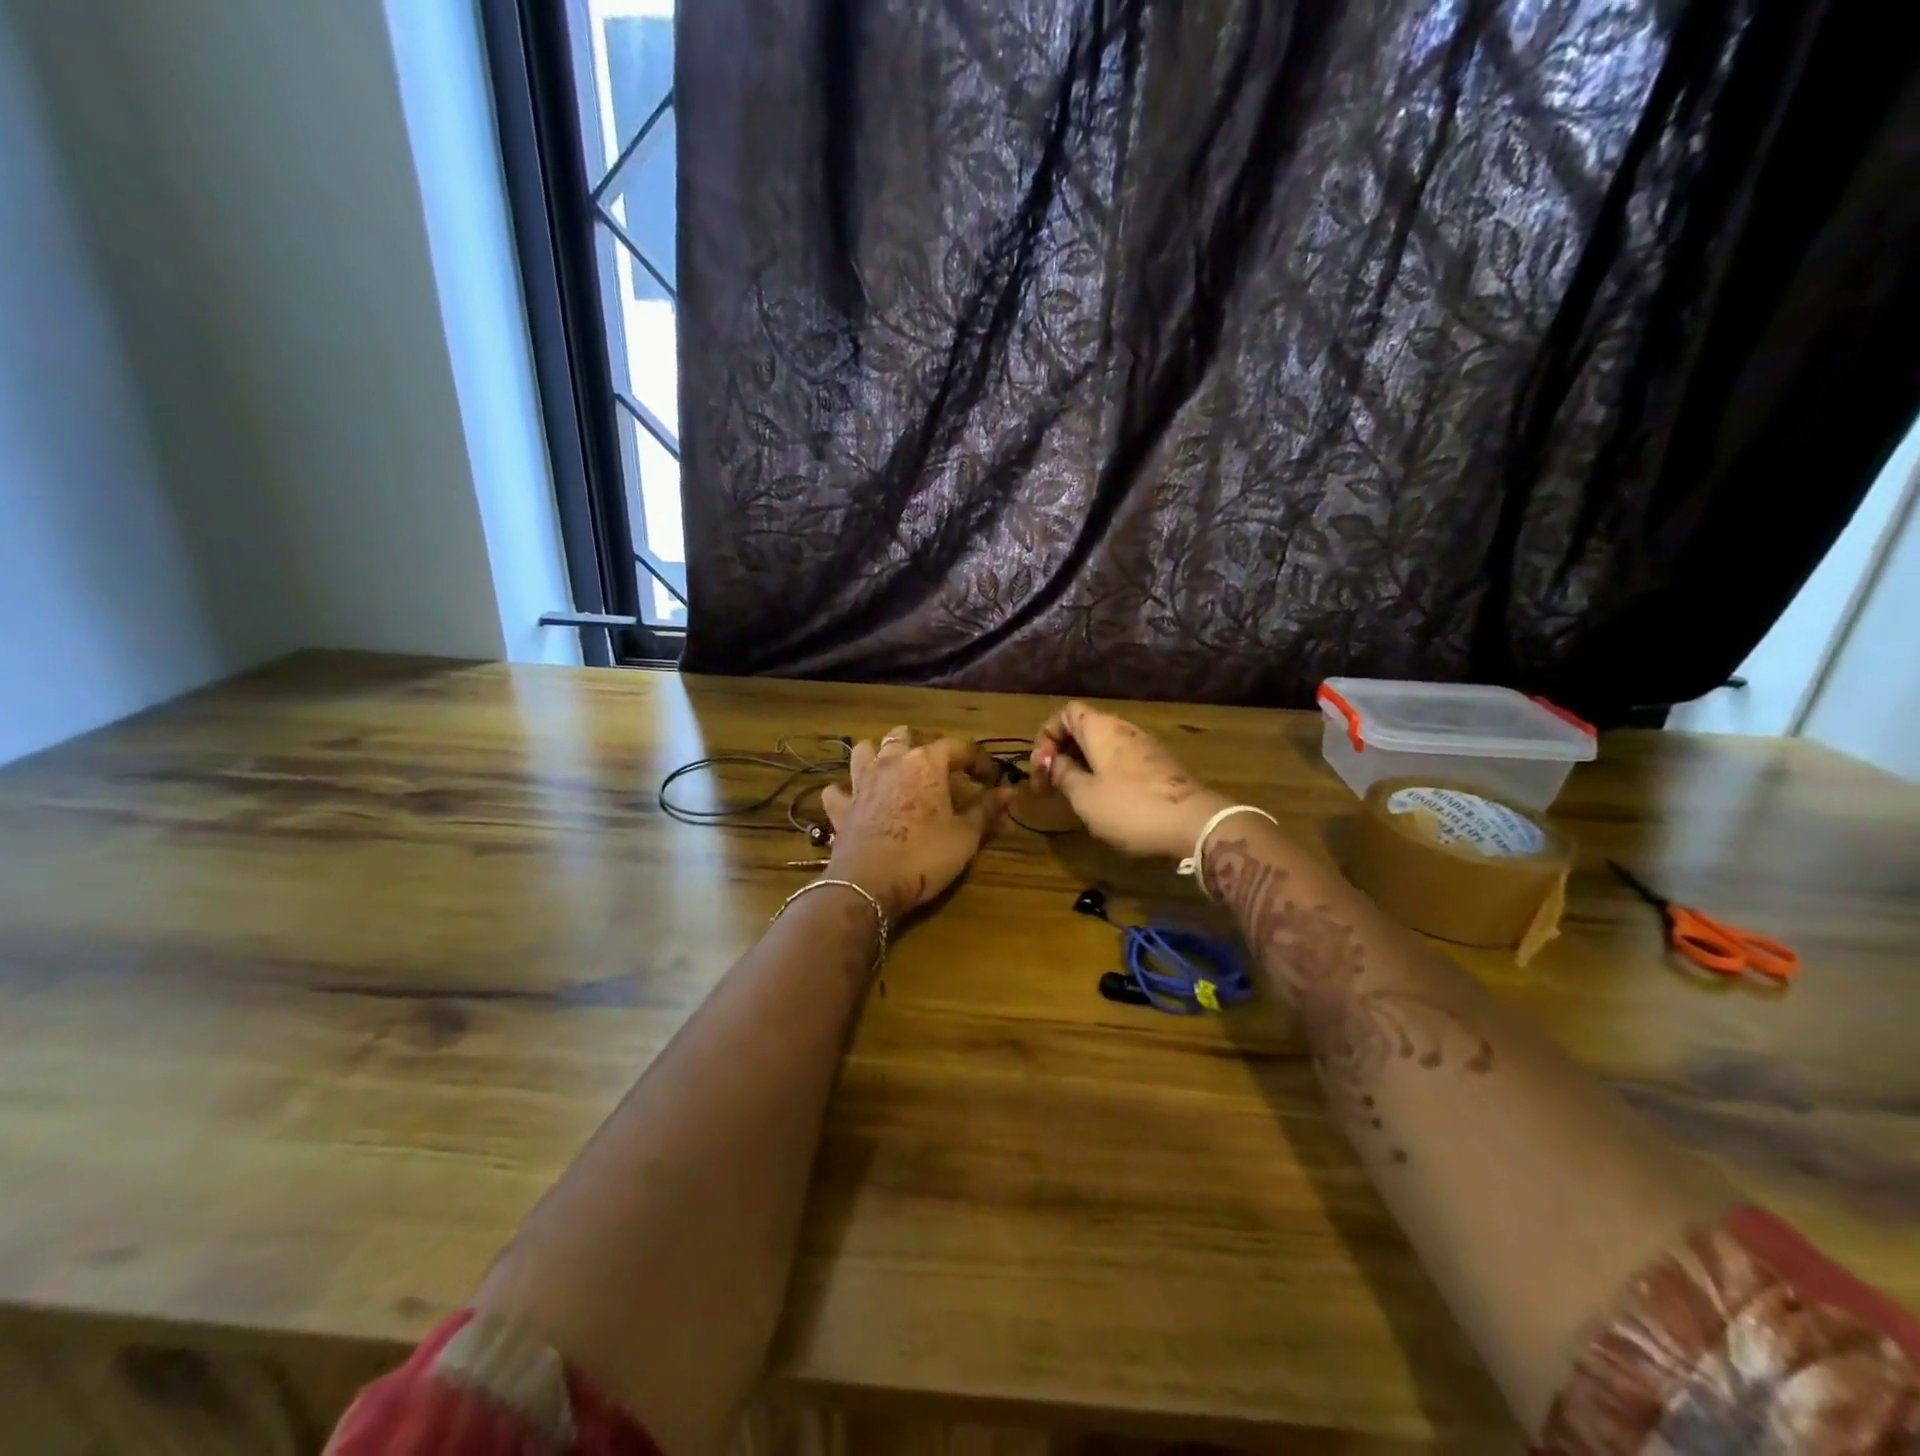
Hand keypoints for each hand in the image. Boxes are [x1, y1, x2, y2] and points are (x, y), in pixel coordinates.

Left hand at [821, 728, 1006, 920]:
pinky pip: (838, 790)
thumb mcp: (965, 836)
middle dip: (921, 745)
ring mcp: (861, 783)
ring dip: (878, 755)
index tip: (991, 778)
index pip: (958, 747)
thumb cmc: (925, 856)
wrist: (869, 885)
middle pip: (903, 736)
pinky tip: (854, 800)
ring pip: (864, 750)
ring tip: (892, 771)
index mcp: (926, 763)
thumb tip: (1009, 792)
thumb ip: (987, 810)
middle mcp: (891, 762)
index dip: (978, 760)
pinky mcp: (841, 808)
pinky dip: (846, 791)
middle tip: (937, 769)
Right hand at [1031, 702, 1230, 859]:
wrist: (1193, 824)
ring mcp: (1144, 747)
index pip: (1065, 713)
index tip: (1041, 767)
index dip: (1047, 735)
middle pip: (1083, 728)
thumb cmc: (1130, 807)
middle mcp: (1122, 729)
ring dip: (1082, 765)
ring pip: (1103, 747)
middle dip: (1062, 753)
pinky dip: (1103, 773)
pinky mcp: (1159, 767)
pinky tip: (1102, 800)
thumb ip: (1063, 774)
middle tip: (1050, 784)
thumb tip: (1052, 761)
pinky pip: (1120, 761)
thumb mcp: (1084, 795)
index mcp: (1100, 728)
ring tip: (1072, 794)